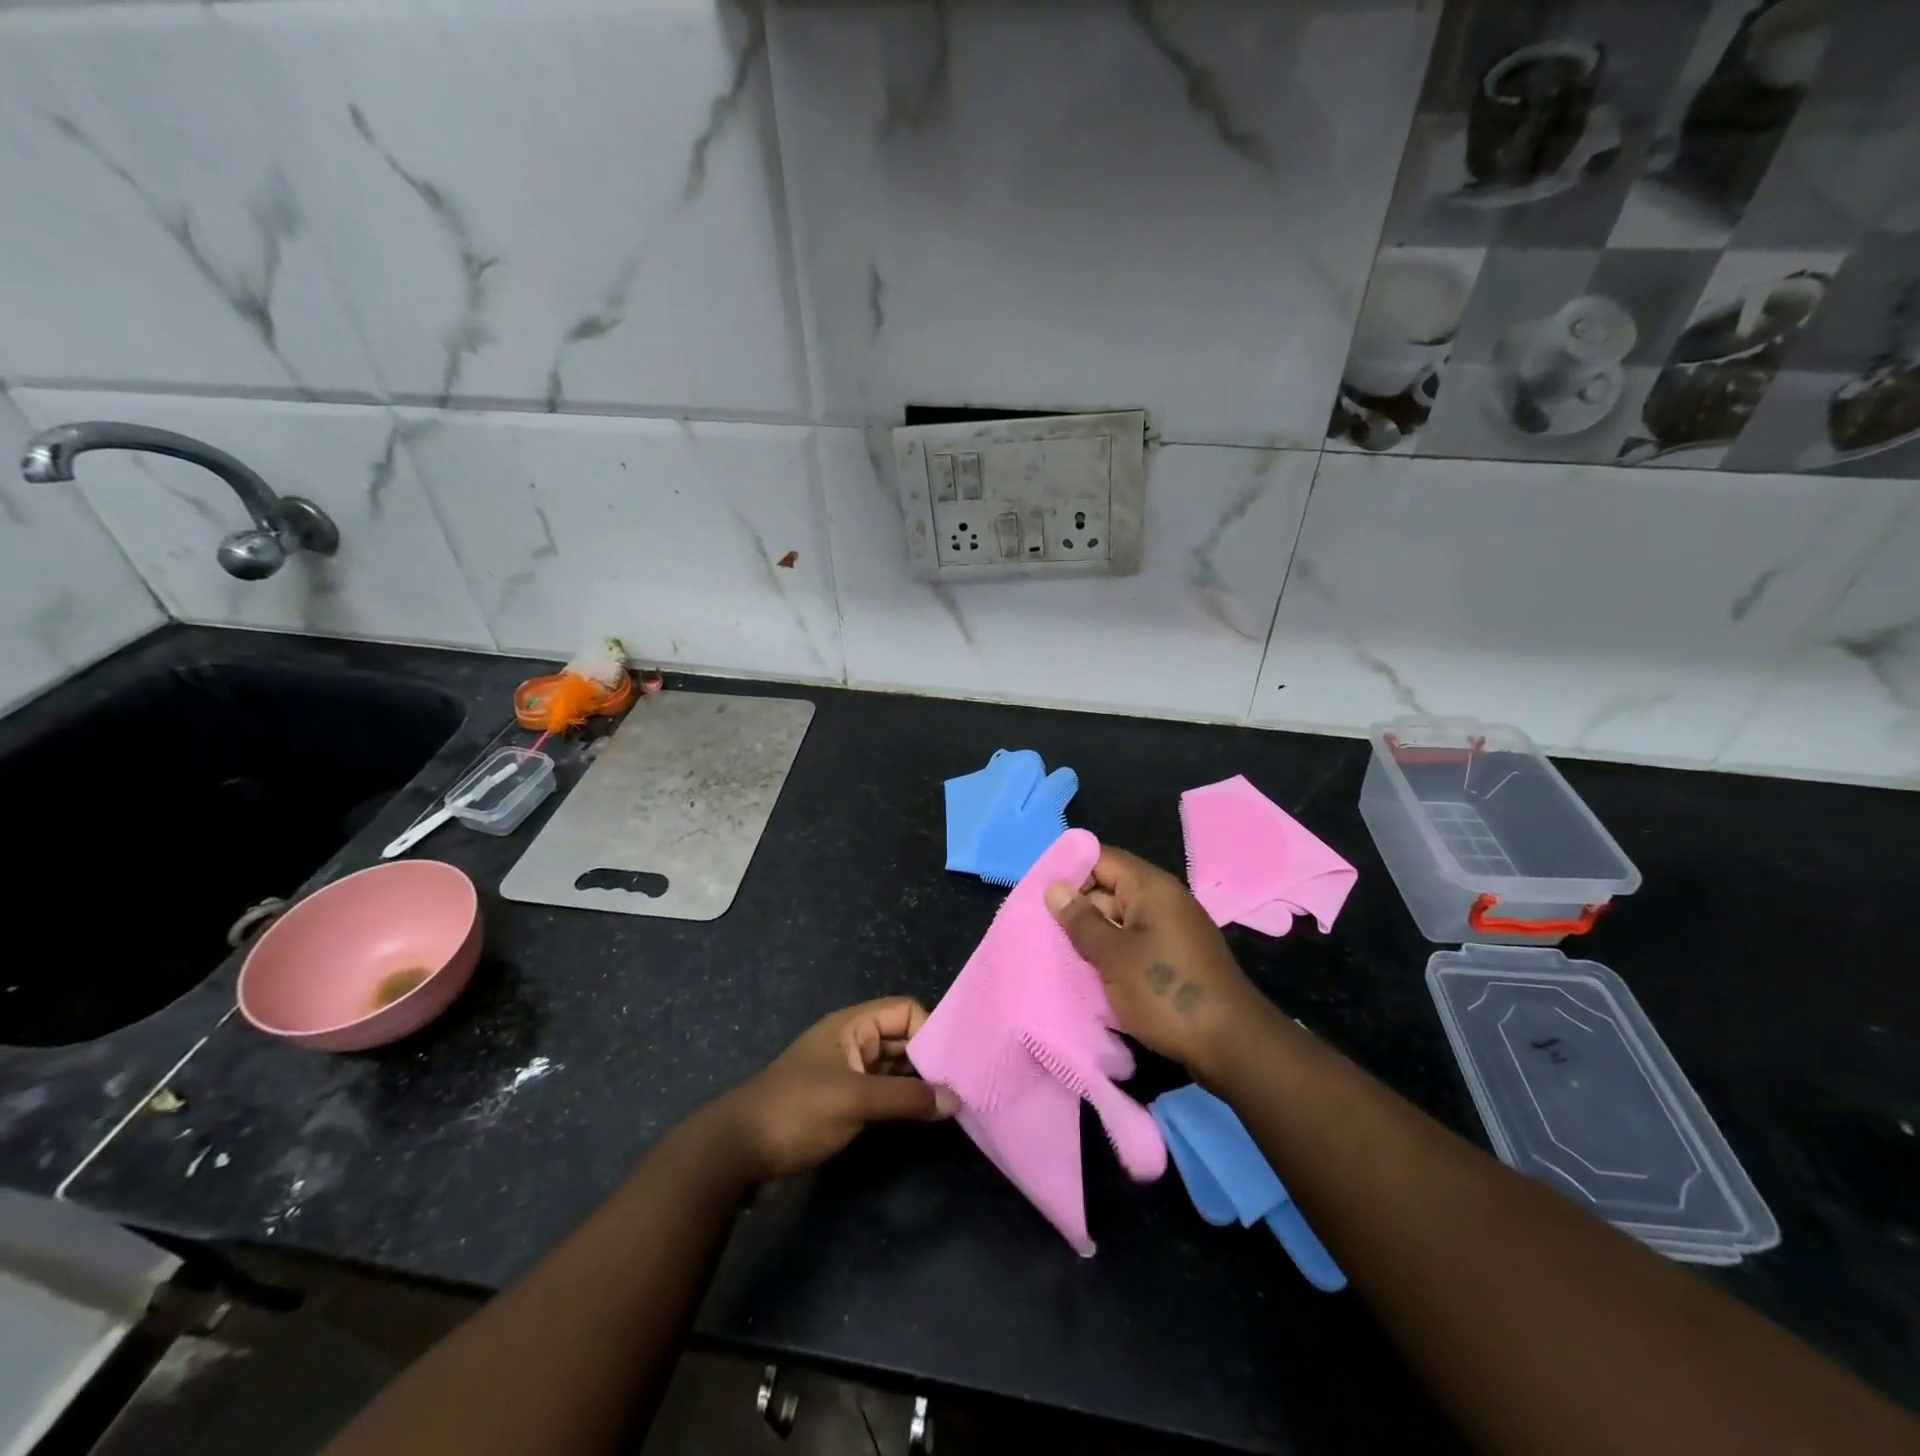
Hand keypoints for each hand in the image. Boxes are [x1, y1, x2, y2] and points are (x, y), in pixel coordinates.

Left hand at [716, 998, 957, 1181]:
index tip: (954, 1065)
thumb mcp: (855, 1100)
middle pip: (902, 1038)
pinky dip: (901, 1101)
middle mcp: (853, 1042)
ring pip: (893, 1067)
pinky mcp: (842, 1102)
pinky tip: (921, 1118)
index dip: (930, 1032)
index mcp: (852, 1025)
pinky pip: (881, 1091)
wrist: (737, 1152)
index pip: (905, 1012)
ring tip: (950, 1104)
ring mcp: (846, 1073)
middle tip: (962, 1087)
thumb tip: (955, 1099)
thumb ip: (906, 1098)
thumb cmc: (797, 1111)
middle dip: (929, 1059)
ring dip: (917, 1083)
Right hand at [1045, 848, 1263, 1076]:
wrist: (1232, 1046)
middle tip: (1040, 930)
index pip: (1101, 858)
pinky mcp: (1175, 958)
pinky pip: (1134, 943)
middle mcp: (1163, 900)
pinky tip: (1090, 974)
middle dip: (1076, 907)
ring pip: (1120, 920)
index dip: (1069, 869)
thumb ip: (1081, 920)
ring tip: (1057, 953)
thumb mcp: (1113, 956)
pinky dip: (1112, 954)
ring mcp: (1172, 930)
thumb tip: (1054, 887)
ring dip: (1093, 935)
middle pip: (1109, 888)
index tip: (1038, 893)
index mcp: (1151, 887)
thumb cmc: (1166, 992)